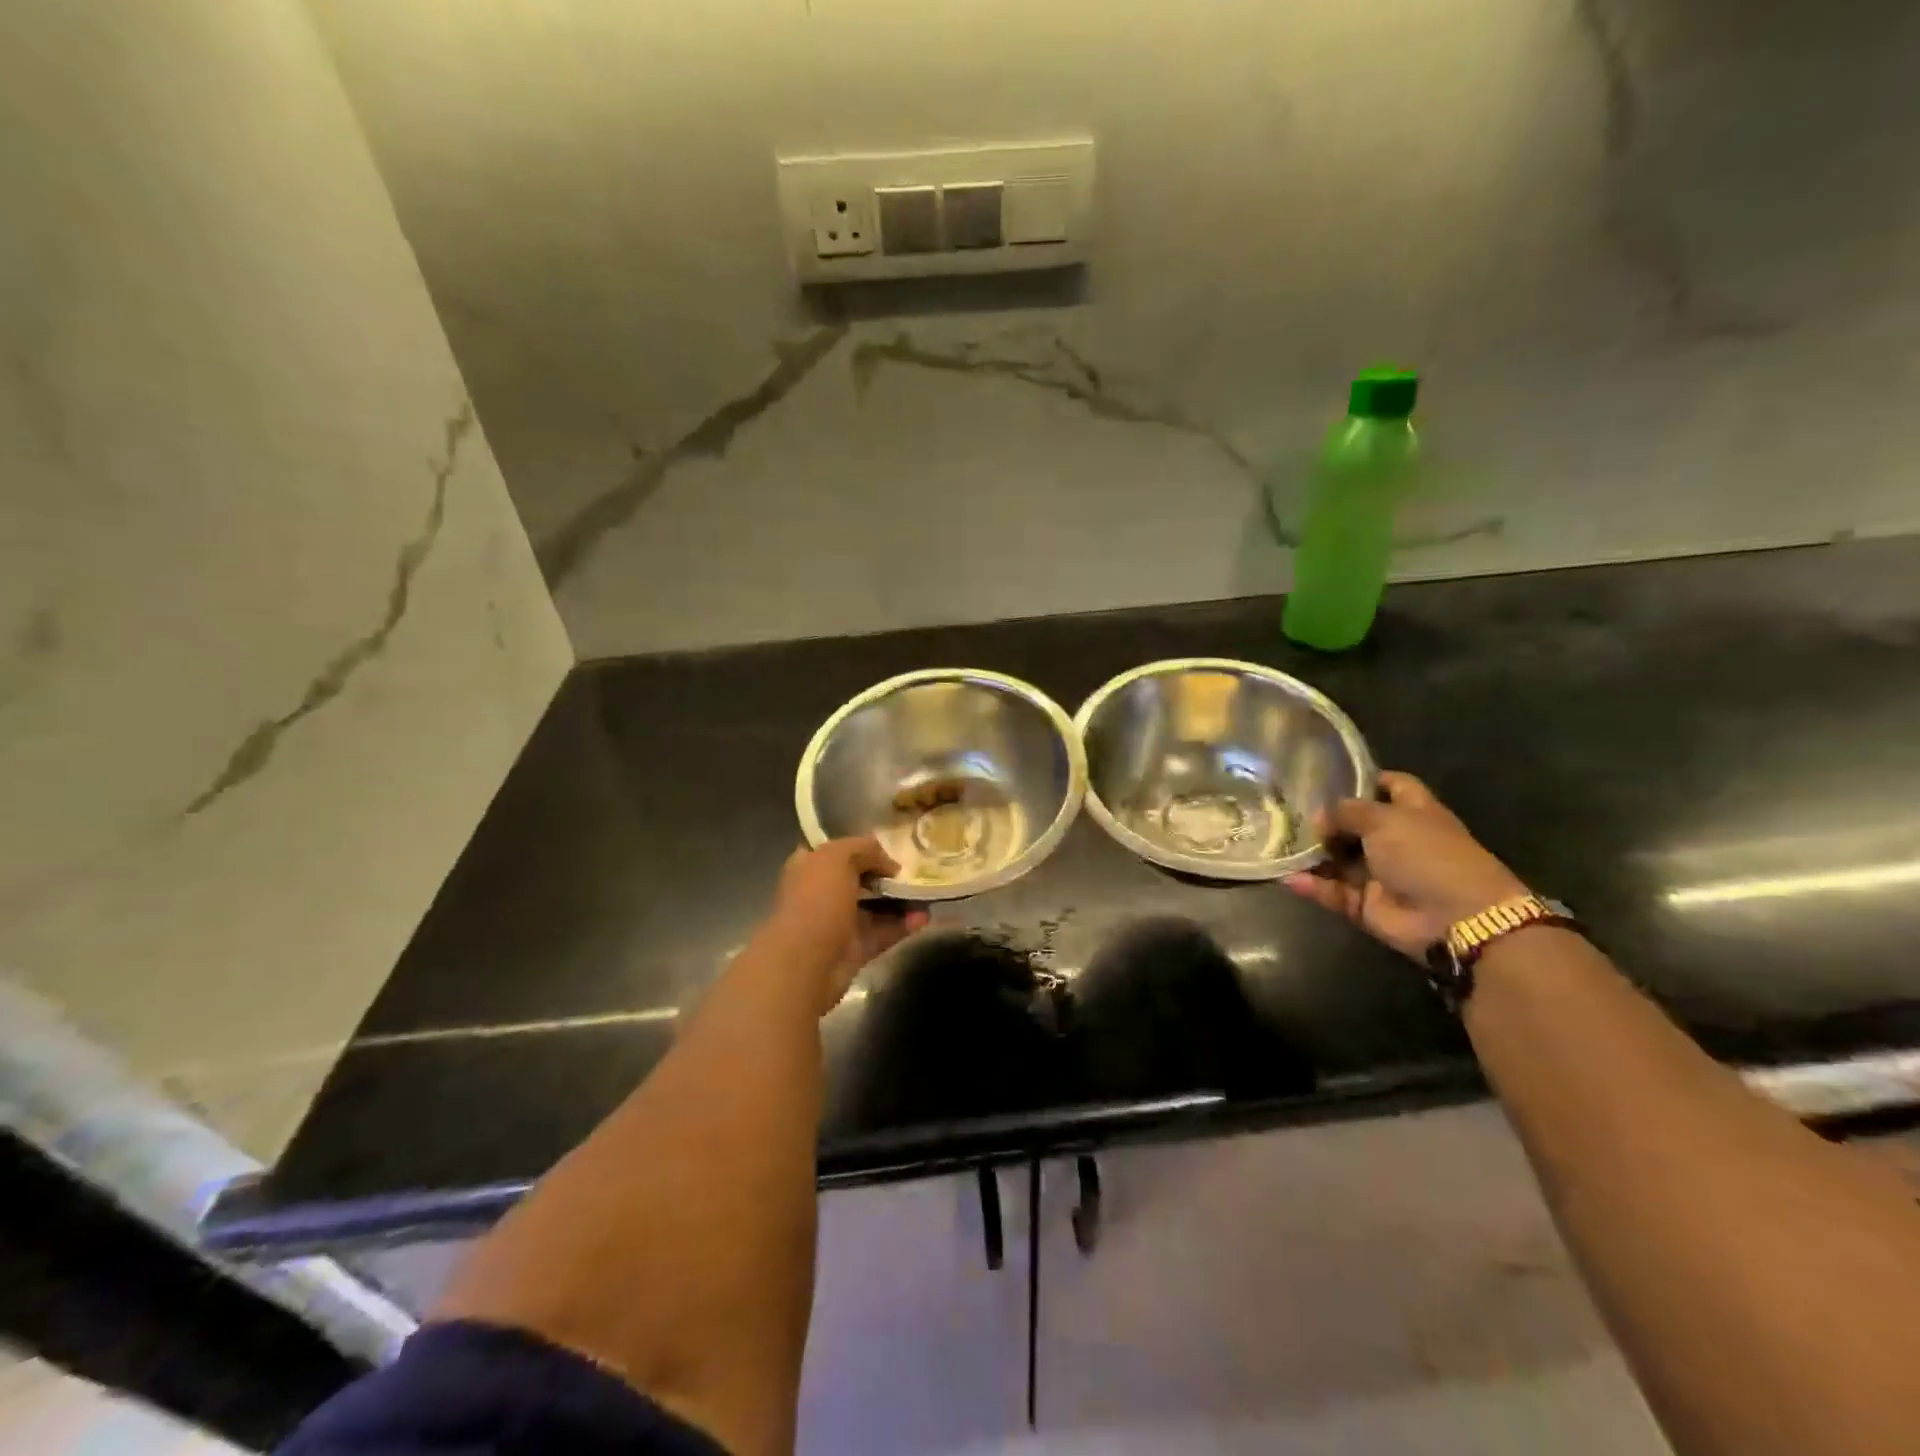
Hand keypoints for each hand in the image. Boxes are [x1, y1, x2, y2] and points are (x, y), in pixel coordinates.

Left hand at [768, 837, 929, 1011]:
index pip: (834, 851)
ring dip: (899, 901)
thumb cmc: (816, 900)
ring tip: (925, 893)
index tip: (887, 847)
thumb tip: (888, 863)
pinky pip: (882, 933)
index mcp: (808, 868)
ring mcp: (837, 924)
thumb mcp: (838, 857)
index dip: (859, 848)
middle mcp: (820, 894)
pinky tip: (924, 917)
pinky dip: (903, 925)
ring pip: (873, 907)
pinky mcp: (854, 950)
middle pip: (857, 879)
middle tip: (911, 870)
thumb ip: (864, 849)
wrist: (806, 962)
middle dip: (883, 875)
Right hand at [1283, 771, 1527, 960]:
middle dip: (1324, 820)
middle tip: (1286, 812)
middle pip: (1356, 825)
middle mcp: (1397, 841)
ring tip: (1279, 843)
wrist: (1456, 918)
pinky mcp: (1367, 905)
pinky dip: (1313, 886)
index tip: (1326, 776)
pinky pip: (1334, 892)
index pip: (1390, 786)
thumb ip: (1346, 812)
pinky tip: (1288, 877)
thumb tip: (1319, 816)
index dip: (1364, 779)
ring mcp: (1382, 875)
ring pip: (1339, 860)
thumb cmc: (1427, 854)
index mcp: (1413, 813)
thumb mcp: (1384, 819)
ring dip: (1313, 854)